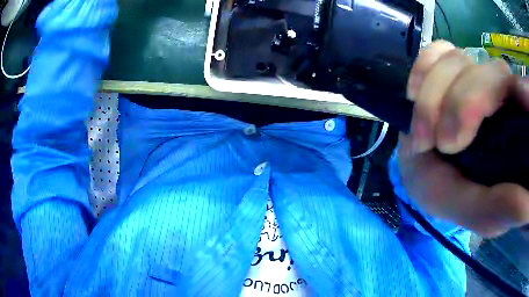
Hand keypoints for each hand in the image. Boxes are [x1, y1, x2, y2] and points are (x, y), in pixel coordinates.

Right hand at [399, 40, 528, 236]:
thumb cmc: (455, 196)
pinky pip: (438, 50)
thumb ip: (504, 206)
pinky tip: (414, 93)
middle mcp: (501, 96)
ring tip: (423, 138)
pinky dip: (423, 67)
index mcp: (516, 130)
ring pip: (460, 60)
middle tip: (443, 144)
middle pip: (491, 72)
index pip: (522, 95)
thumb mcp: (479, 213)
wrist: (425, 175)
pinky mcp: (450, 66)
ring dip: (434, 96)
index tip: (492, 120)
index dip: (516, 92)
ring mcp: (474, 75)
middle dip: (462, 104)